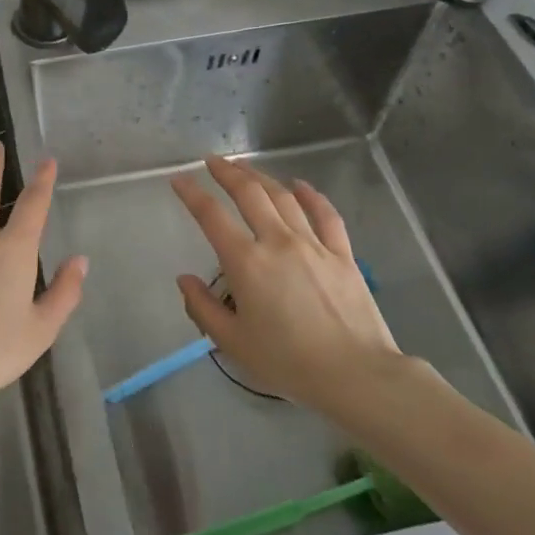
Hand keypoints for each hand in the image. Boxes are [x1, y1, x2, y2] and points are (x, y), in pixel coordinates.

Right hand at [171, 155, 405, 411]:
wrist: (354, 374)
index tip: (179, 180)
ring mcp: (314, 244)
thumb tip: (184, 279)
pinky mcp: (342, 254)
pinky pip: (325, 214)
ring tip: (245, 168)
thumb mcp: (232, 342)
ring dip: (261, 177)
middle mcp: (277, 242)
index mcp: (246, 262)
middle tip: (212, 161)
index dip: (192, 194)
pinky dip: (311, 195)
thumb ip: (203, 308)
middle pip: (249, 194)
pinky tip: (300, 185)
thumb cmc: (287, 362)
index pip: (211, 216)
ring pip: (283, 197)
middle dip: (227, 173)